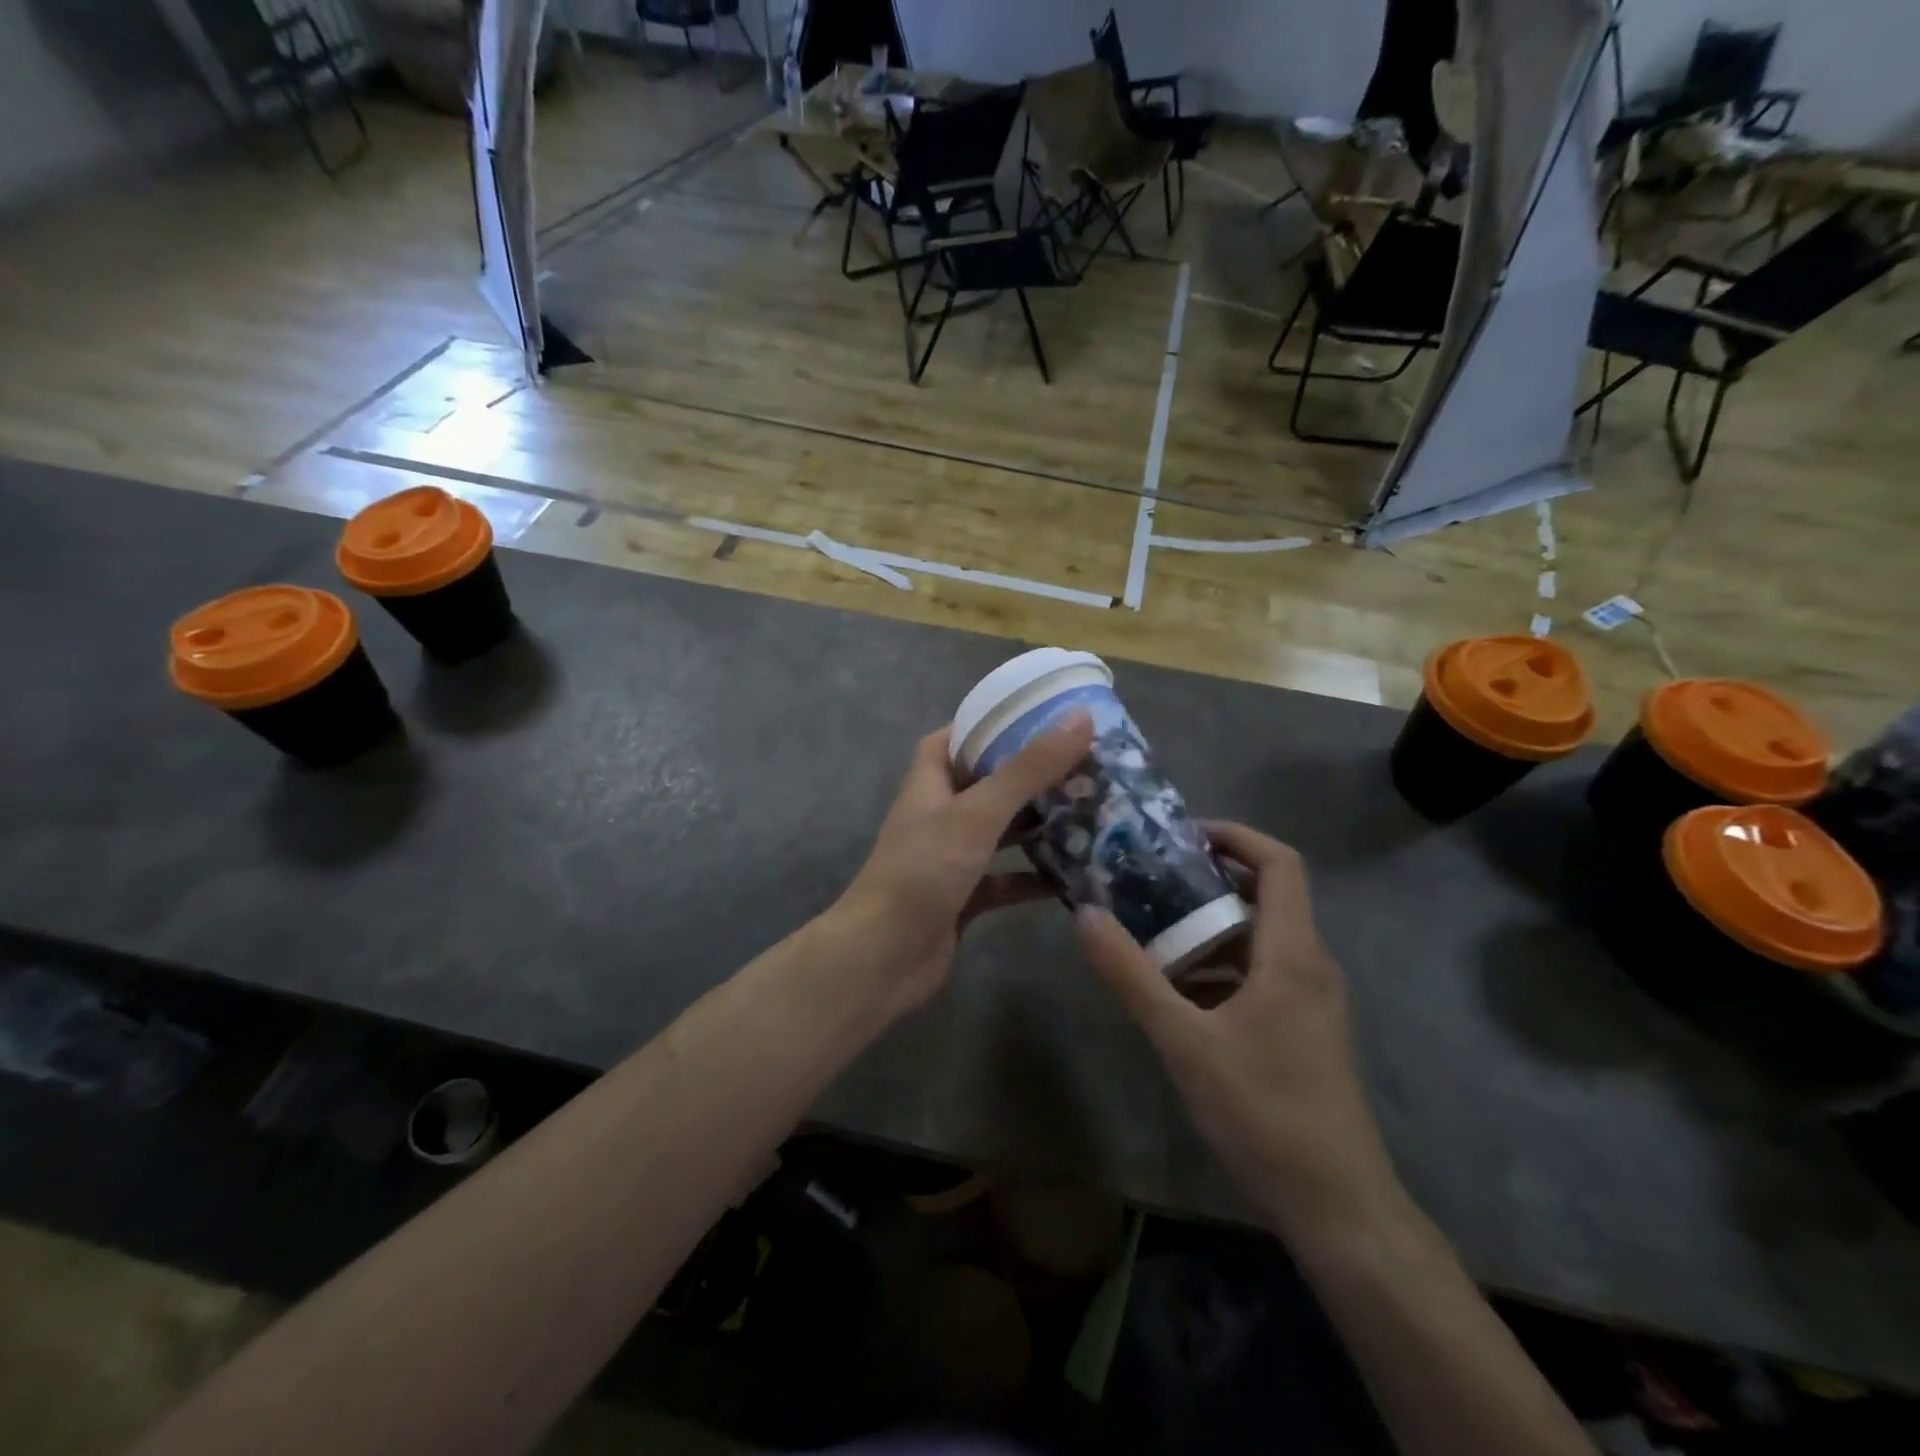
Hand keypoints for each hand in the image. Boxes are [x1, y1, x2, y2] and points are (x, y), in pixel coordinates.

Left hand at [833, 712, 1094, 1018]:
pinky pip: (1006, 879)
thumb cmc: (924, 871)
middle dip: (1030, 775)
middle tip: (1082, 764)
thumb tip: (1079, 717)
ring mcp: (951, 858)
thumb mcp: (978, 812)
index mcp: (930, 782)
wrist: (884, 957)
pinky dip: (1034, 877)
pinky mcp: (965, 897)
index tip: (1037, 717)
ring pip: (1001, 832)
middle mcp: (939, 815)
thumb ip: (1028, 768)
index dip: (988, 724)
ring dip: (1038, 825)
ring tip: (1090, 811)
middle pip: (987, 783)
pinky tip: (1075, 875)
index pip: (954, 738)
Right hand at [1074, 822, 1400, 1240]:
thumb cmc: (1265, 1114)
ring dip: (1209, 925)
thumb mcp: (1185, 1043)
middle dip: (1207, 879)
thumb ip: (1132, 976)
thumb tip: (1085, 914)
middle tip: (1149, 878)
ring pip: (1259, 937)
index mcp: (1292, 954)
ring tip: (1151, 928)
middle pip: (1266, 895)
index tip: (1181, 835)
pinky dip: (1220, 964)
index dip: (1235, 836)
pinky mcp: (1305, 1028)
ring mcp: (1312, 999)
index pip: (1280, 863)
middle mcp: (1310, 964)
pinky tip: (1177, 988)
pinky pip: (1260, 972)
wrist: (1339, 1207)